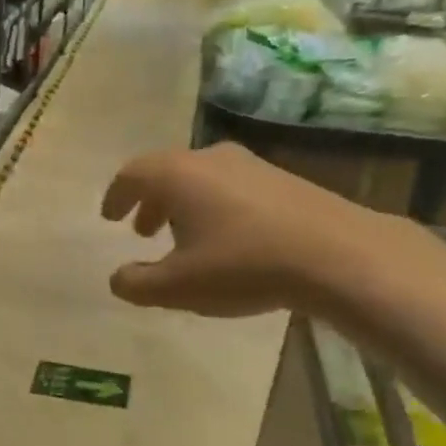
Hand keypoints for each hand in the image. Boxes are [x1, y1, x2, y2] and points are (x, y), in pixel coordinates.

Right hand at [101, 143, 419, 316]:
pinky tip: (226, 240)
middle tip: (144, 232)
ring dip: (182, 206)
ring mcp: (250, 165)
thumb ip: (137, 283)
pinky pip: (229, 187)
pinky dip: (212, 207)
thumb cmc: (242, 265)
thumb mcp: (177, 287)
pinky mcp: (281, 178)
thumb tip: (118, 278)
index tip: (110, 217)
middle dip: (149, 202)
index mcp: (177, 175)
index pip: (133, 174)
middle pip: (166, 172)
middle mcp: (210, 158)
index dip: (116, 196)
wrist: (335, 253)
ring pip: (200, 179)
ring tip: (183, 239)